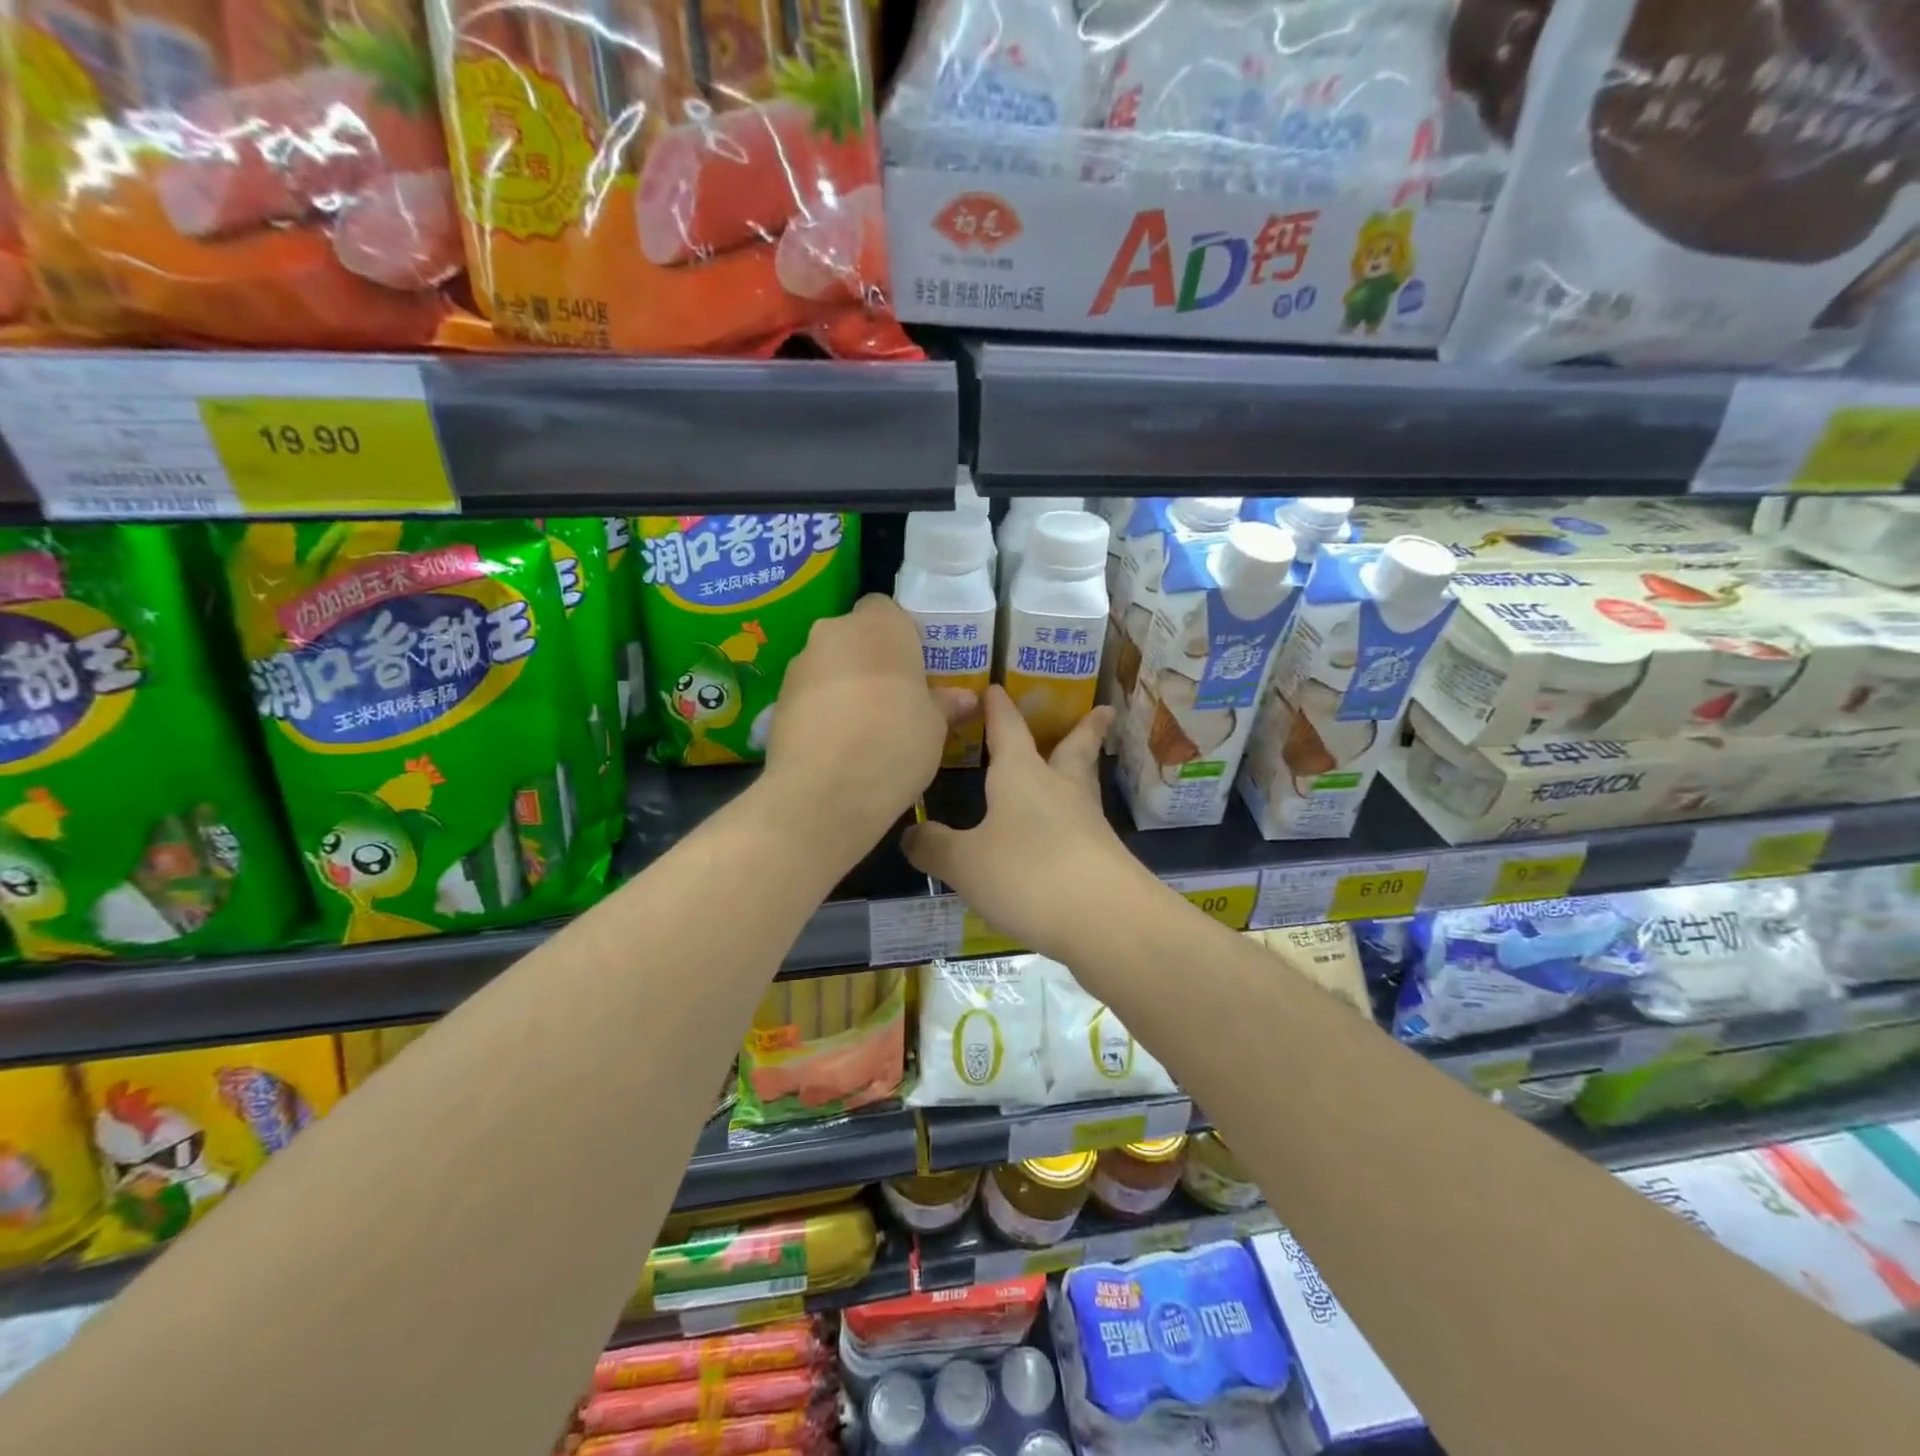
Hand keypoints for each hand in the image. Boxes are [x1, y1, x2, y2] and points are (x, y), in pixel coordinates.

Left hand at [763, 595, 976, 848]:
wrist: (824, 792)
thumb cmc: (895, 744)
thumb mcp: (934, 727)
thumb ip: (944, 704)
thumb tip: (965, 698)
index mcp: (880, 625)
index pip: (887, 609)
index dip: (901, 636)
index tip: (913, 670)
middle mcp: (834, 631)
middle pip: (855, 636)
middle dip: (871, 660)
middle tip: (893, 699)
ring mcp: (800, 664)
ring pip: (829, 664)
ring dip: (844, 685)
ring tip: (863, 729)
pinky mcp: (777, 698)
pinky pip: (809, 694)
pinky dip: (821, 709)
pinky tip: (836, 745)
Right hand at [902, 686, 1155, 963]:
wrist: (1104, 918)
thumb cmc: (1026, 873)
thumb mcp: (965, 863)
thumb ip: (934, 847)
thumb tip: (910, 834)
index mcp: (1022, 775)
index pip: (1008, 729)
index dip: (998, 708)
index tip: (995, 688)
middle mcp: (1059, 789)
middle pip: (1073, 750)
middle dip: (1083, 729)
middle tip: (1103, 710)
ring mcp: (1086, 823)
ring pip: (1084, 785)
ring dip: (1083, 770)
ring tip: (1081, 766)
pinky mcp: (1102, 857)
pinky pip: (1084, 826)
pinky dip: (1075, 819)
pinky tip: (1064, 834)